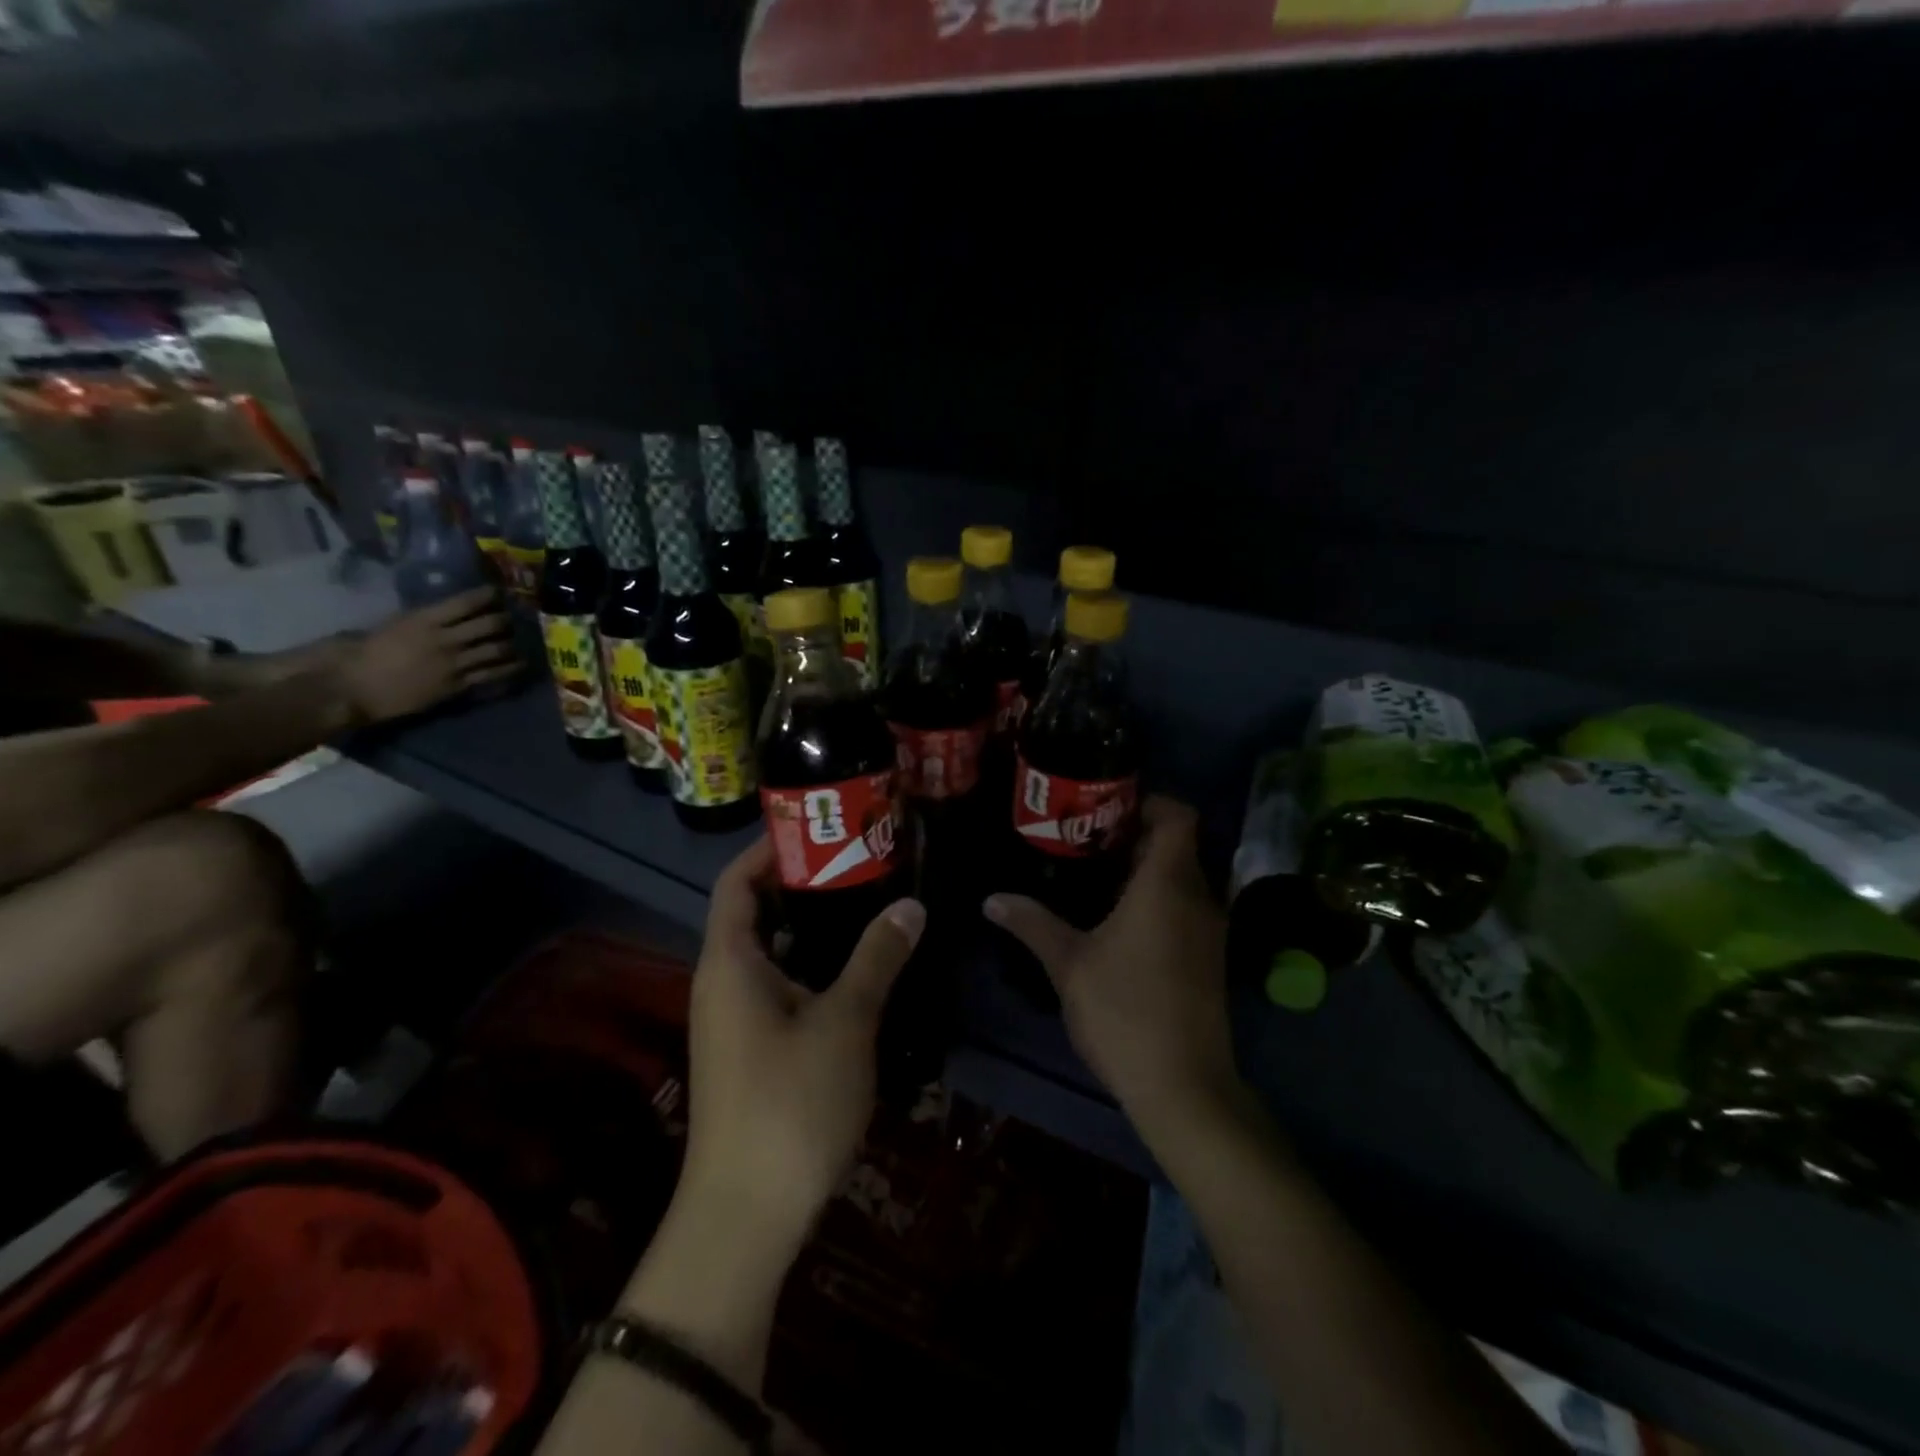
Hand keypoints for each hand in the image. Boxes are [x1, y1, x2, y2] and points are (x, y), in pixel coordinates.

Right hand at [329, 588, 518, 723]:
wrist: (354, 688)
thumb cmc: (362, 653)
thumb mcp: (391, 626)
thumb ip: (419, 620)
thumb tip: (438, 615)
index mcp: (424, 619)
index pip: (465, 602)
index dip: (487, 596)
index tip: (498, 592)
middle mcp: (446, 639)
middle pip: (489, 625)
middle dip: (505, 620)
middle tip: (512, 618)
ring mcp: (455, 663)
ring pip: (497, 650)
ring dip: (512, 644)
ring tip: (521, 641)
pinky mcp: (458, 686)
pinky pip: (491, 675)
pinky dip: (508, 669)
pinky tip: (519, 665)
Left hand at [683, 837, 925, 1259]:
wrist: (745, 1218)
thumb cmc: (789, 1105)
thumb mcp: (844, 1022)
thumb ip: (877, 957)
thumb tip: (912, 906)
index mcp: (729, 962)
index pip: (736, 881)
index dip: (770, 846)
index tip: (821, 825)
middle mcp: (722, 982)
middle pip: (755, 911)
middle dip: (803, 882)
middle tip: (861, 859)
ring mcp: (735, 1020)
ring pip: (772, 952)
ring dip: (813, 925)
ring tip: (868, 902)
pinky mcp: (752, 1051)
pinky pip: (780, 986)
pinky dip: (813, 965)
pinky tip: (858, 969)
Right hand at [985, 796, 1236, 1127]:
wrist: (1184, 1087)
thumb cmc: (1124, 1011)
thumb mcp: (1068, 964)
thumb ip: (1032, 923)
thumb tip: (992, 898)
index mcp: (1167, 885)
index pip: (1178, 816)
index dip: (1149, 801)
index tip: (1108, 807)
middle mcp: (1198, 897)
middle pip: (1178, 845)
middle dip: (1135, 836)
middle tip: (1085, 840)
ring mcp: (1210, 930)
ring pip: (1183, 878)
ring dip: (1146, 871)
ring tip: (1095, 876)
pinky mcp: (1210, 958)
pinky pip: (1187, 907)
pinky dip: (1159, 900)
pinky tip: (1118, 922)